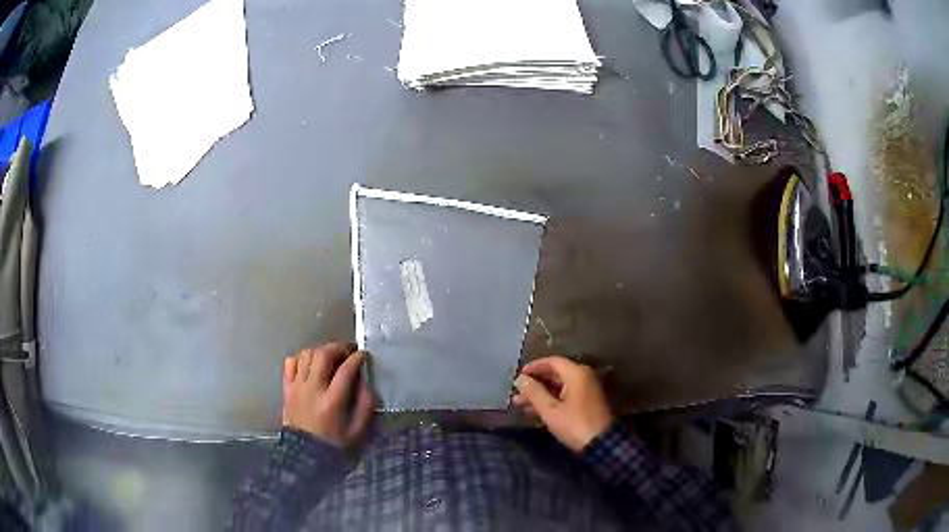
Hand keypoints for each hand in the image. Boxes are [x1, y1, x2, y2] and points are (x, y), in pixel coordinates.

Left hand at [282, 342, 374, 448]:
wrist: (305, 457)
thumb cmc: (334, 445)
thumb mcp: (358, 431)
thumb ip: (365, 405)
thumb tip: (365, 382)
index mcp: (332, 402)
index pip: (345, 370)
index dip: (357, 358)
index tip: (363, 355)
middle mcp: (312, 390)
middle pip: (323, 355)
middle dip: (338, 348)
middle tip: (348, 350)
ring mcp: (296, 388)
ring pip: (306, 355)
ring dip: (320, 350)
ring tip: (331, 356)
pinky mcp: (287, 389)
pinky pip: (290, 363)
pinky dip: (301, 358)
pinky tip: (311, 364)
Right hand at [513, 356, 613, 452]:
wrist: (601, 443)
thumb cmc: (574, 424)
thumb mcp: (550, 410)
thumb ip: (534, 392)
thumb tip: (520, 379)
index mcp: (576, 373)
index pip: (552, 361)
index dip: (534, 367)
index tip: (518, 376)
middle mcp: (583, 376)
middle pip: (555, 374)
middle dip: (535, 383)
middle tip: (517, 393)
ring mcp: (587, 389)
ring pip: (559, 386)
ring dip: (540, 394)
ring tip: (520, 404)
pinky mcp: (587, 402)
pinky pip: (566, 395)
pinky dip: (551, 400)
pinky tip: (535, 410)